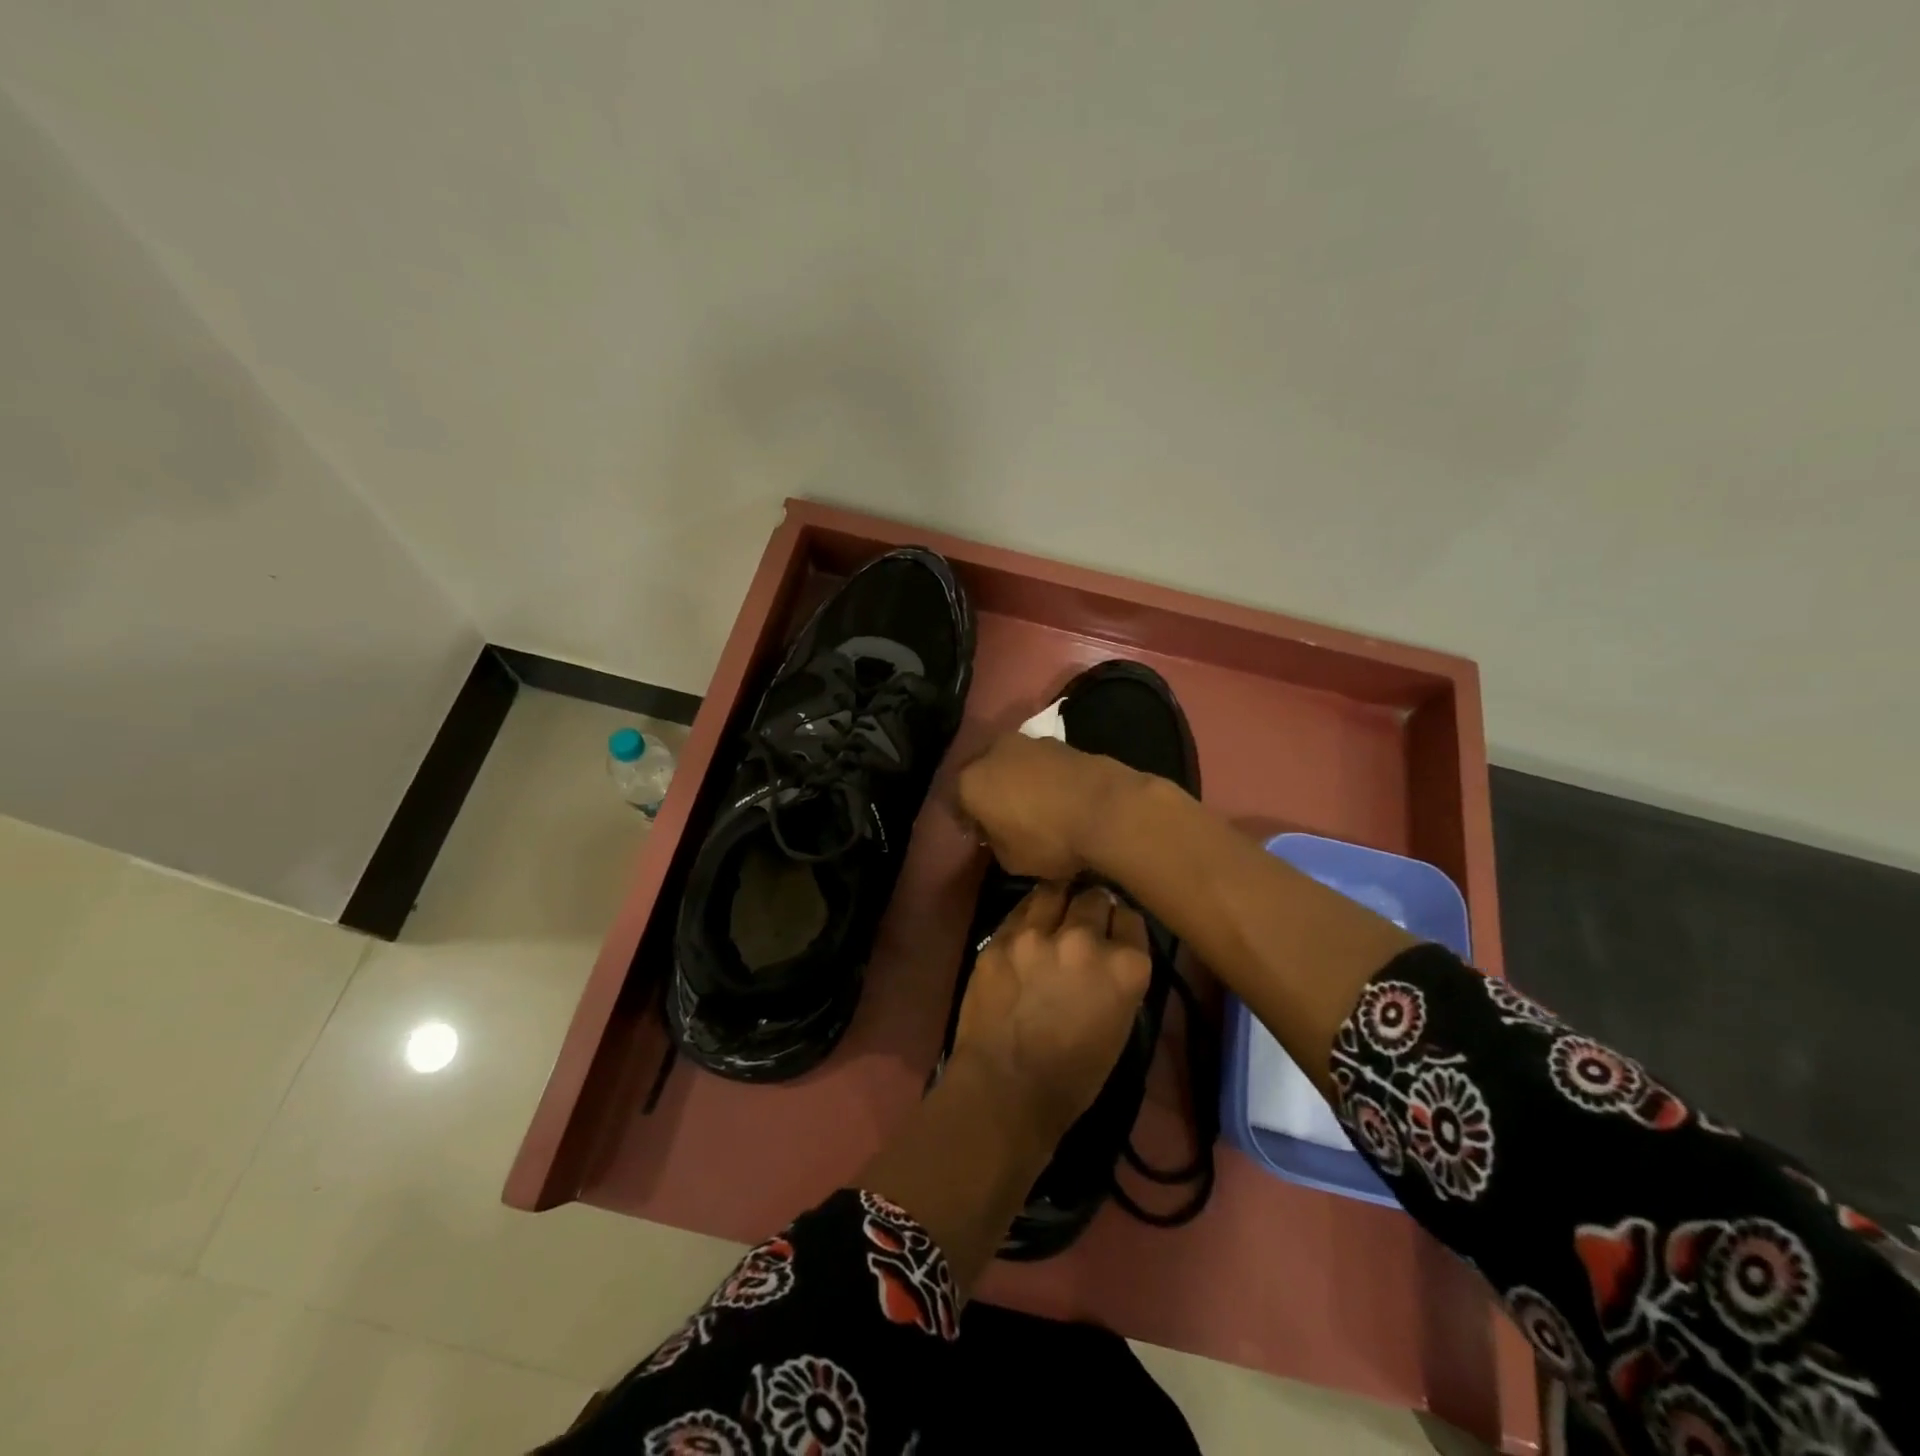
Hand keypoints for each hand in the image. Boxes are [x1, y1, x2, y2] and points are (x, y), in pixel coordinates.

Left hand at [949, 882, 1152, 1147]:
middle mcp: (1085, 939)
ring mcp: (1038, 934)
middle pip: (1095, 896)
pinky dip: (1029, 915)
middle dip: (1092, 906)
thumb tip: (1109, 950)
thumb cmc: (1073, 1076)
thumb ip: (1118, 977)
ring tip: (1054, 913)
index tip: (1113, 930)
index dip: (1120, 922)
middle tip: (1083, 921)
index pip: (1130, 916)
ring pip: (1055, 890)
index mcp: (1126, 966)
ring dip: (1059, 899)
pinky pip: (1021, 909)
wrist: (1005, 1090)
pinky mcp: (1000, 937)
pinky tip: (1027, 928)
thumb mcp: (1120, 1025)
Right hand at [955, 733, 1139, 880]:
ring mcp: (1026, 741)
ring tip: (1033, 804)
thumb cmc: (1049, 838)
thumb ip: (995, 843)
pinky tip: (1055, 795)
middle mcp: (992, 752)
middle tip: (1003, 816)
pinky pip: (1038, 762)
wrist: (1107, 808)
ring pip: (1010, 763)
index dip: (967, 820)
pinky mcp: (1058, 740)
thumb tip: (997, 833)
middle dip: (988, 792)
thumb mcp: (1011, 860)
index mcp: (970, 782)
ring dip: (1015, 779)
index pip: (955, 802)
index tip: (981, 835)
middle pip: (981, 773)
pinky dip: (1041, 775)